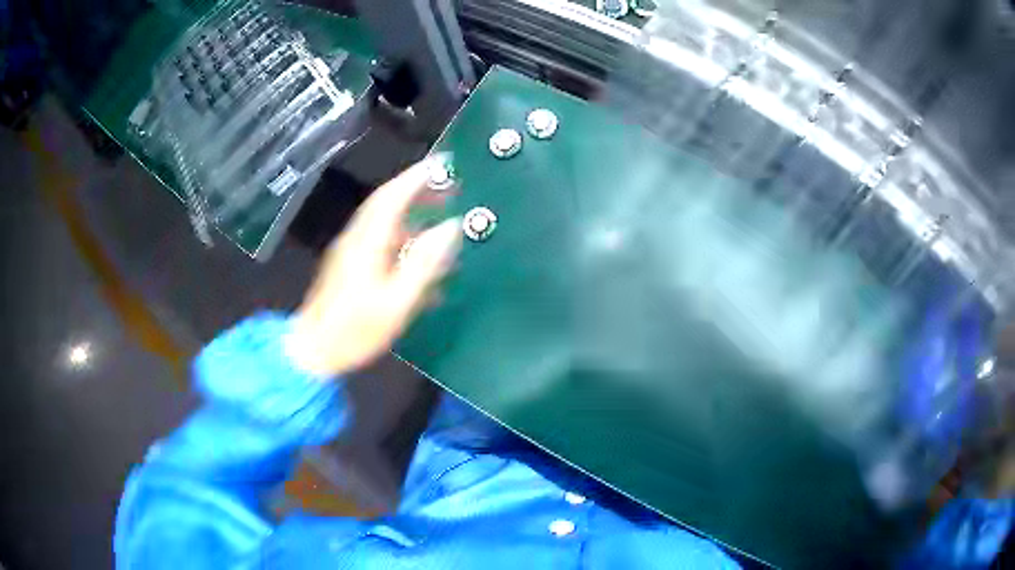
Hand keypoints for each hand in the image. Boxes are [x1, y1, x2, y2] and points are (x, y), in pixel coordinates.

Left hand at [285, 158, 461, 376]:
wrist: (313, 351)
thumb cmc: (355, 331)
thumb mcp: (396, 302)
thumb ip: (424, 264)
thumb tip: (451, 228)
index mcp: (366, 242)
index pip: (392, 197)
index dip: (417, 177)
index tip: (442, 164)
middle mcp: (357, 239)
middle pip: (387, 203)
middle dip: (418, 190)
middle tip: (449, 188)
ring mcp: (351, 252)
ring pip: (384, 222)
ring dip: (412, 214)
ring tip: (441, 218)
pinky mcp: (349, 266)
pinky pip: (380, 240)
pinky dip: (403, 237)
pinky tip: (420, 254)